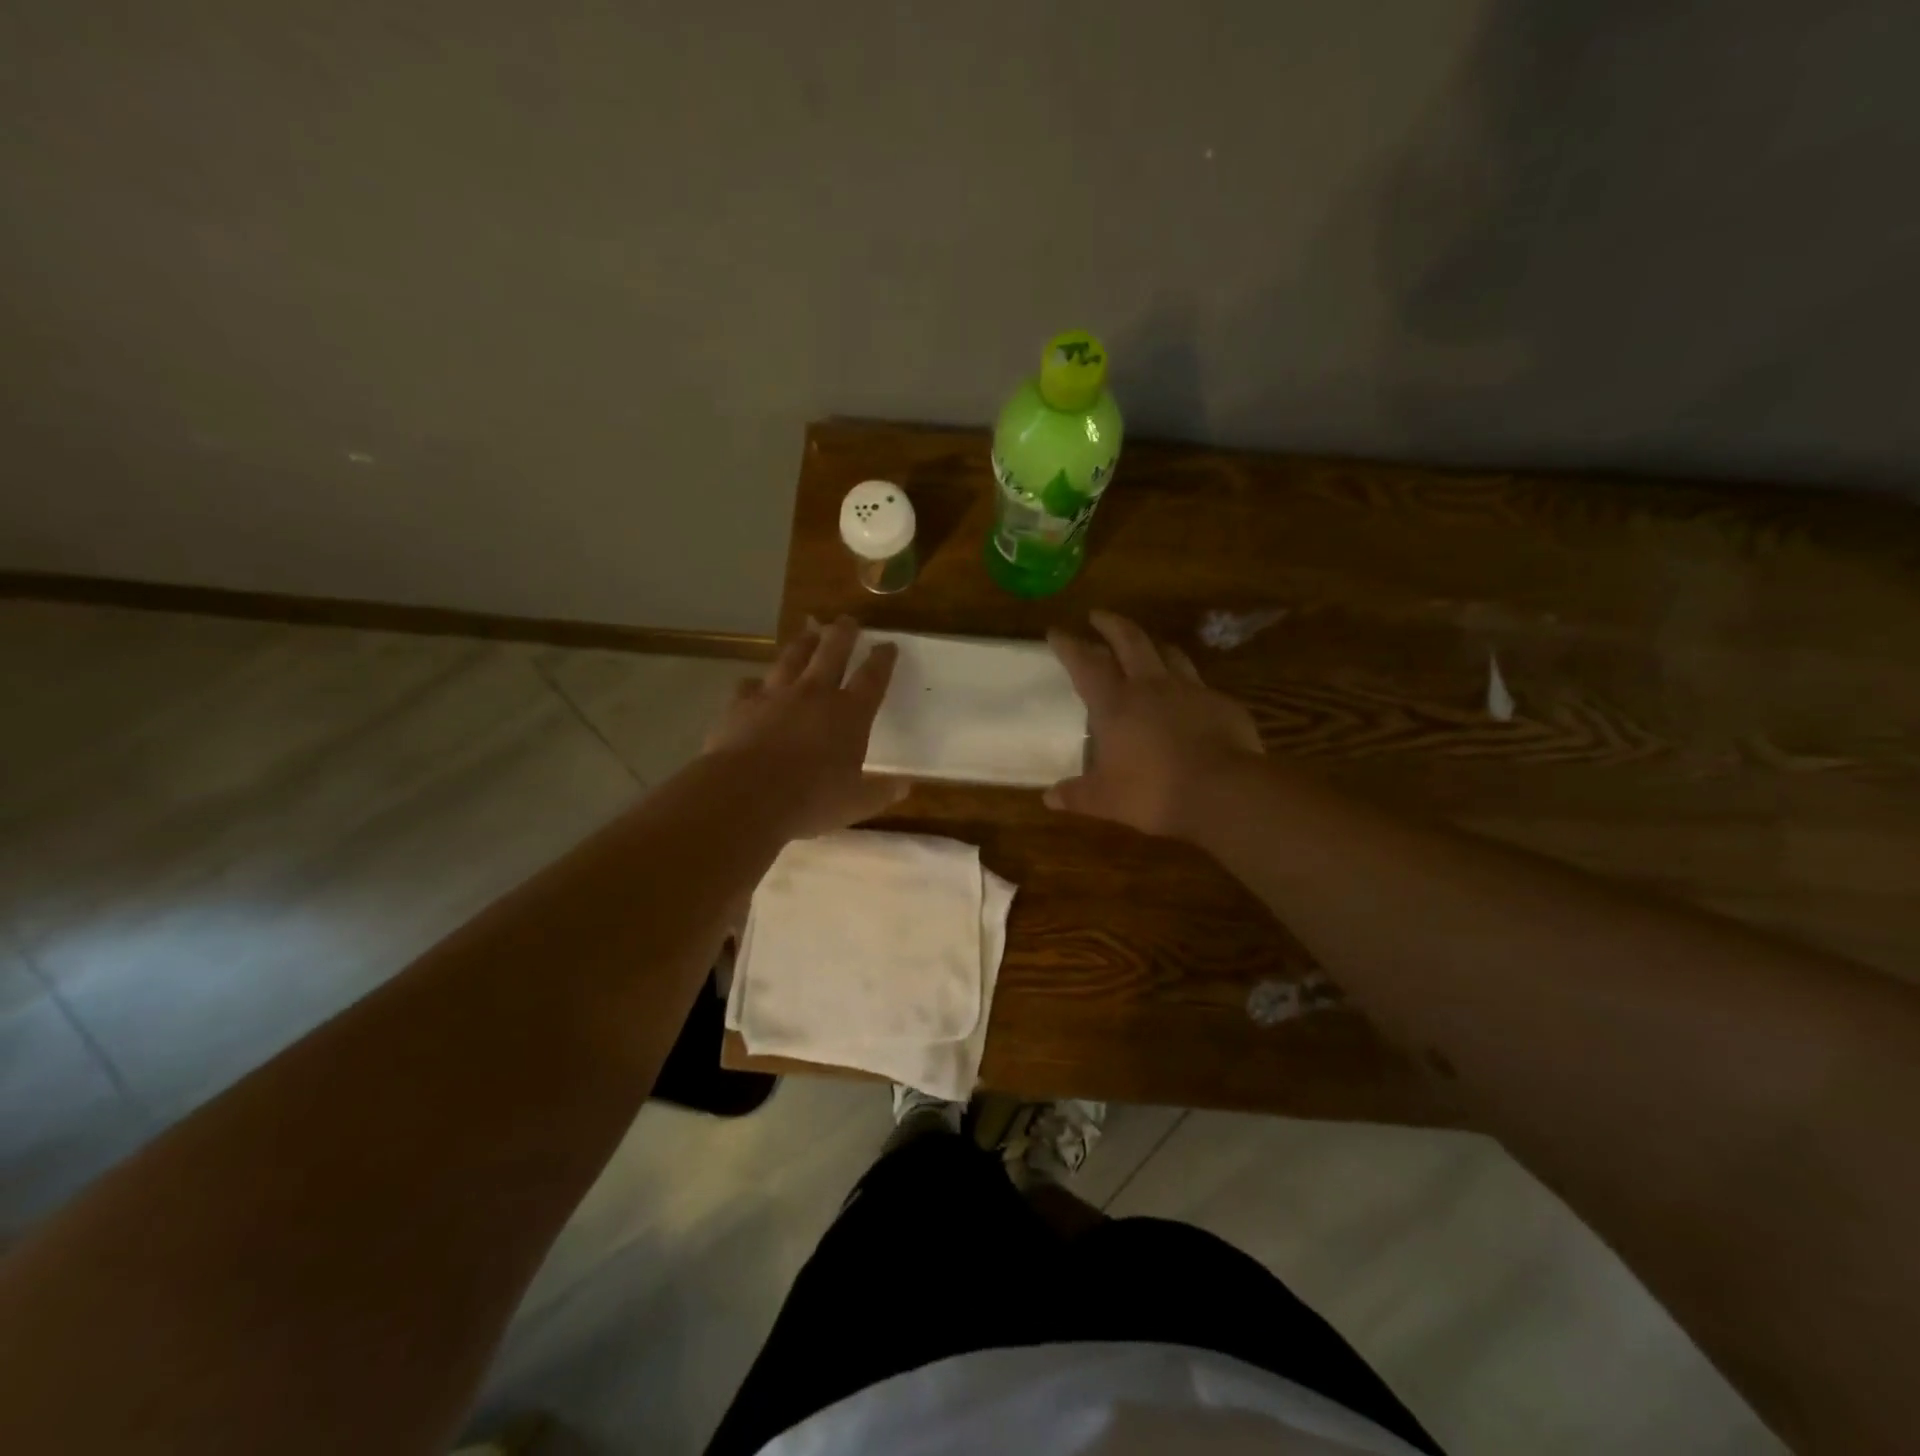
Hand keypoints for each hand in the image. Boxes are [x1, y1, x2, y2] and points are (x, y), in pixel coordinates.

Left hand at [705, 615, 905, 837]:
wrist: (745, 795)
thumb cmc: (810, 800)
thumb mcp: (855, 803)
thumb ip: (881, 792)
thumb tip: (905, 785)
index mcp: (849, 714)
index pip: (872, 678)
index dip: (882, 660)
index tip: (888, 645)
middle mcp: (814, 694)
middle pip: (832, 652)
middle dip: (843, 633)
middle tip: (848, 620)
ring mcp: (775, 695)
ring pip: (792, 658)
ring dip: (803, 643)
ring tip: (809, 630)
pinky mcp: (741, 704)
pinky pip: (749, 685)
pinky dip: (755, 683)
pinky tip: (754, 683)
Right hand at [1045, 610, 1263, 837]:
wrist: (1222, 791)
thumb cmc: (1152, 792)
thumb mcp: (1105, 800)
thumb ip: (1076, 795)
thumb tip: (1049, 798)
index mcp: (1116, 703)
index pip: (1086, 663)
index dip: (1069, 645)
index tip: (1056, 631)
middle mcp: (1151, 686)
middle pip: (1130, 640)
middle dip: (1111, 624)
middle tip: (1098, 615)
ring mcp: (1190, 690)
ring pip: (1169, 653)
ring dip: (1153, 644)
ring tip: (1146, 645)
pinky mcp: (1221, 703)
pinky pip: (1200, 684)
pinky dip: (1187, 684)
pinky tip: (1188, 696)